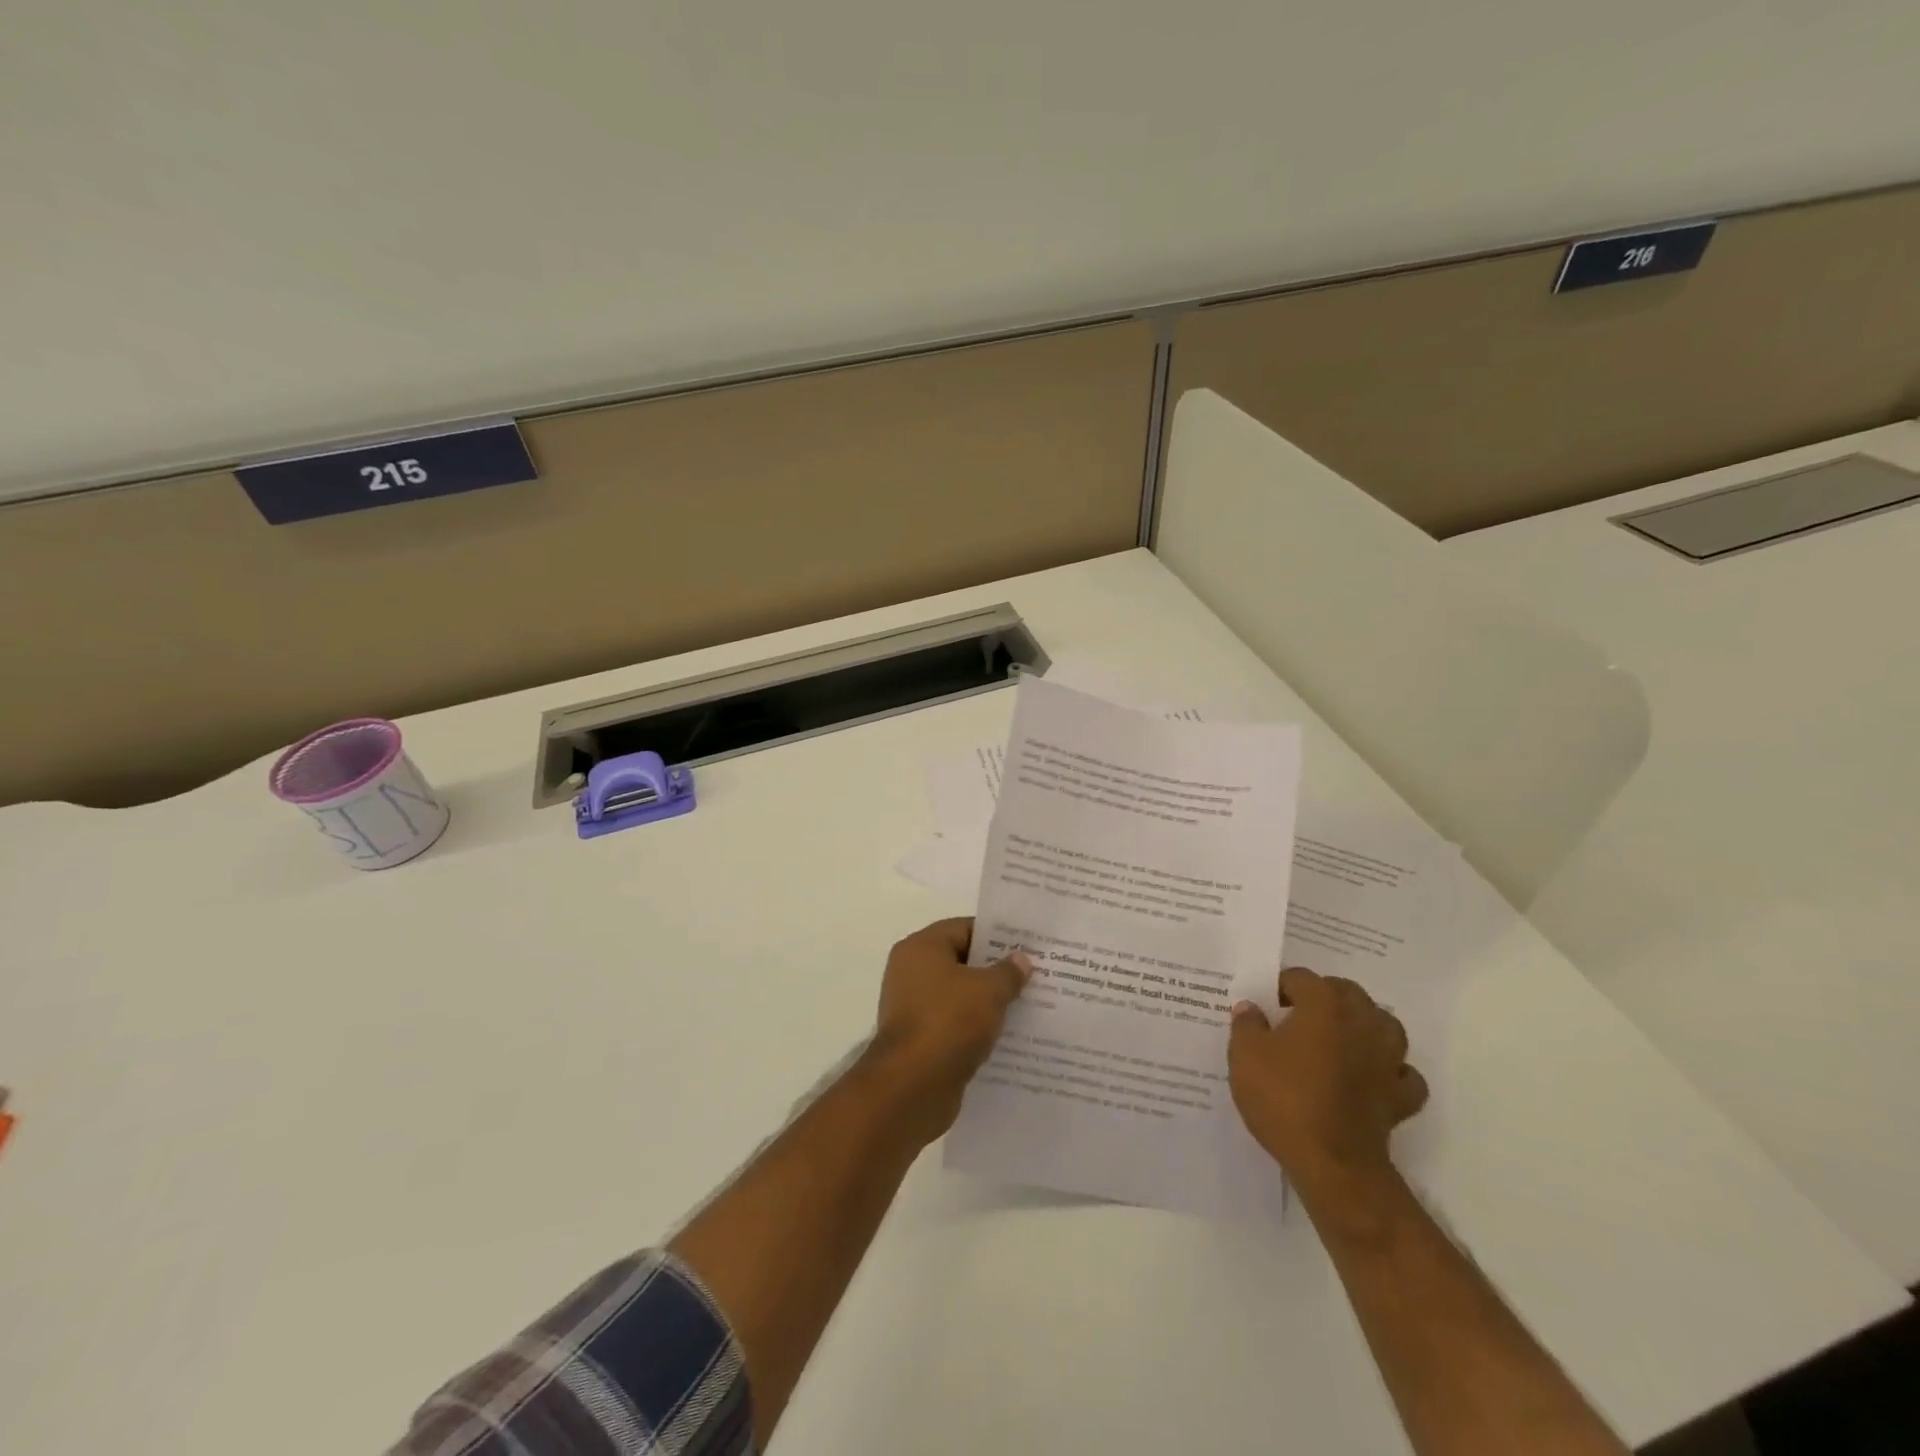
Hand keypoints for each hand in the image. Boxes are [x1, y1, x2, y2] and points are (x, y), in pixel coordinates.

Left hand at [864, 918, 1030, 1142]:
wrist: (912, 1087)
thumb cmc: (949, 1022)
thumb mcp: (988, 991)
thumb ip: (1008, 972)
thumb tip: (1021, 959)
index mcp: (921, 948)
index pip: (964, 928)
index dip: (997, 935)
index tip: (1027, 946)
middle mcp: (911, 972)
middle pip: (961, 962)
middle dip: (996, 970)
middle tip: (1034, 976)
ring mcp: (913, 1008)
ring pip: (959, 996)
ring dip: (988, 1003)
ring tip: (1028, 1006)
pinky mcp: (920, 1040)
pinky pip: (954, 1025)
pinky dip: (976, 1029)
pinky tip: (1007, 1037)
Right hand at [1227, 968, 1428, 1196]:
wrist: (1332, 1163)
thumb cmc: (1284, 1099)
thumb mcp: (1244, 1055)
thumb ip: (1247, 1024)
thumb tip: (1251, 1007)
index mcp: (1323, 1006)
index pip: (1302, 978)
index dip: (1280, 986)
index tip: (1265, 1004)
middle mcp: (1361, 1023)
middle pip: (1348, 993)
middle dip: (1325, 996)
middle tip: (1298, 1014)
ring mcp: (1387, 1060)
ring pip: (1385, 1025)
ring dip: (1365, 1024)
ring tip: (1340, 1036)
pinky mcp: (1400, 1097)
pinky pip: (1403, 1073)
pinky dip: (1391, 1070)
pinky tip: (1373, 1076)